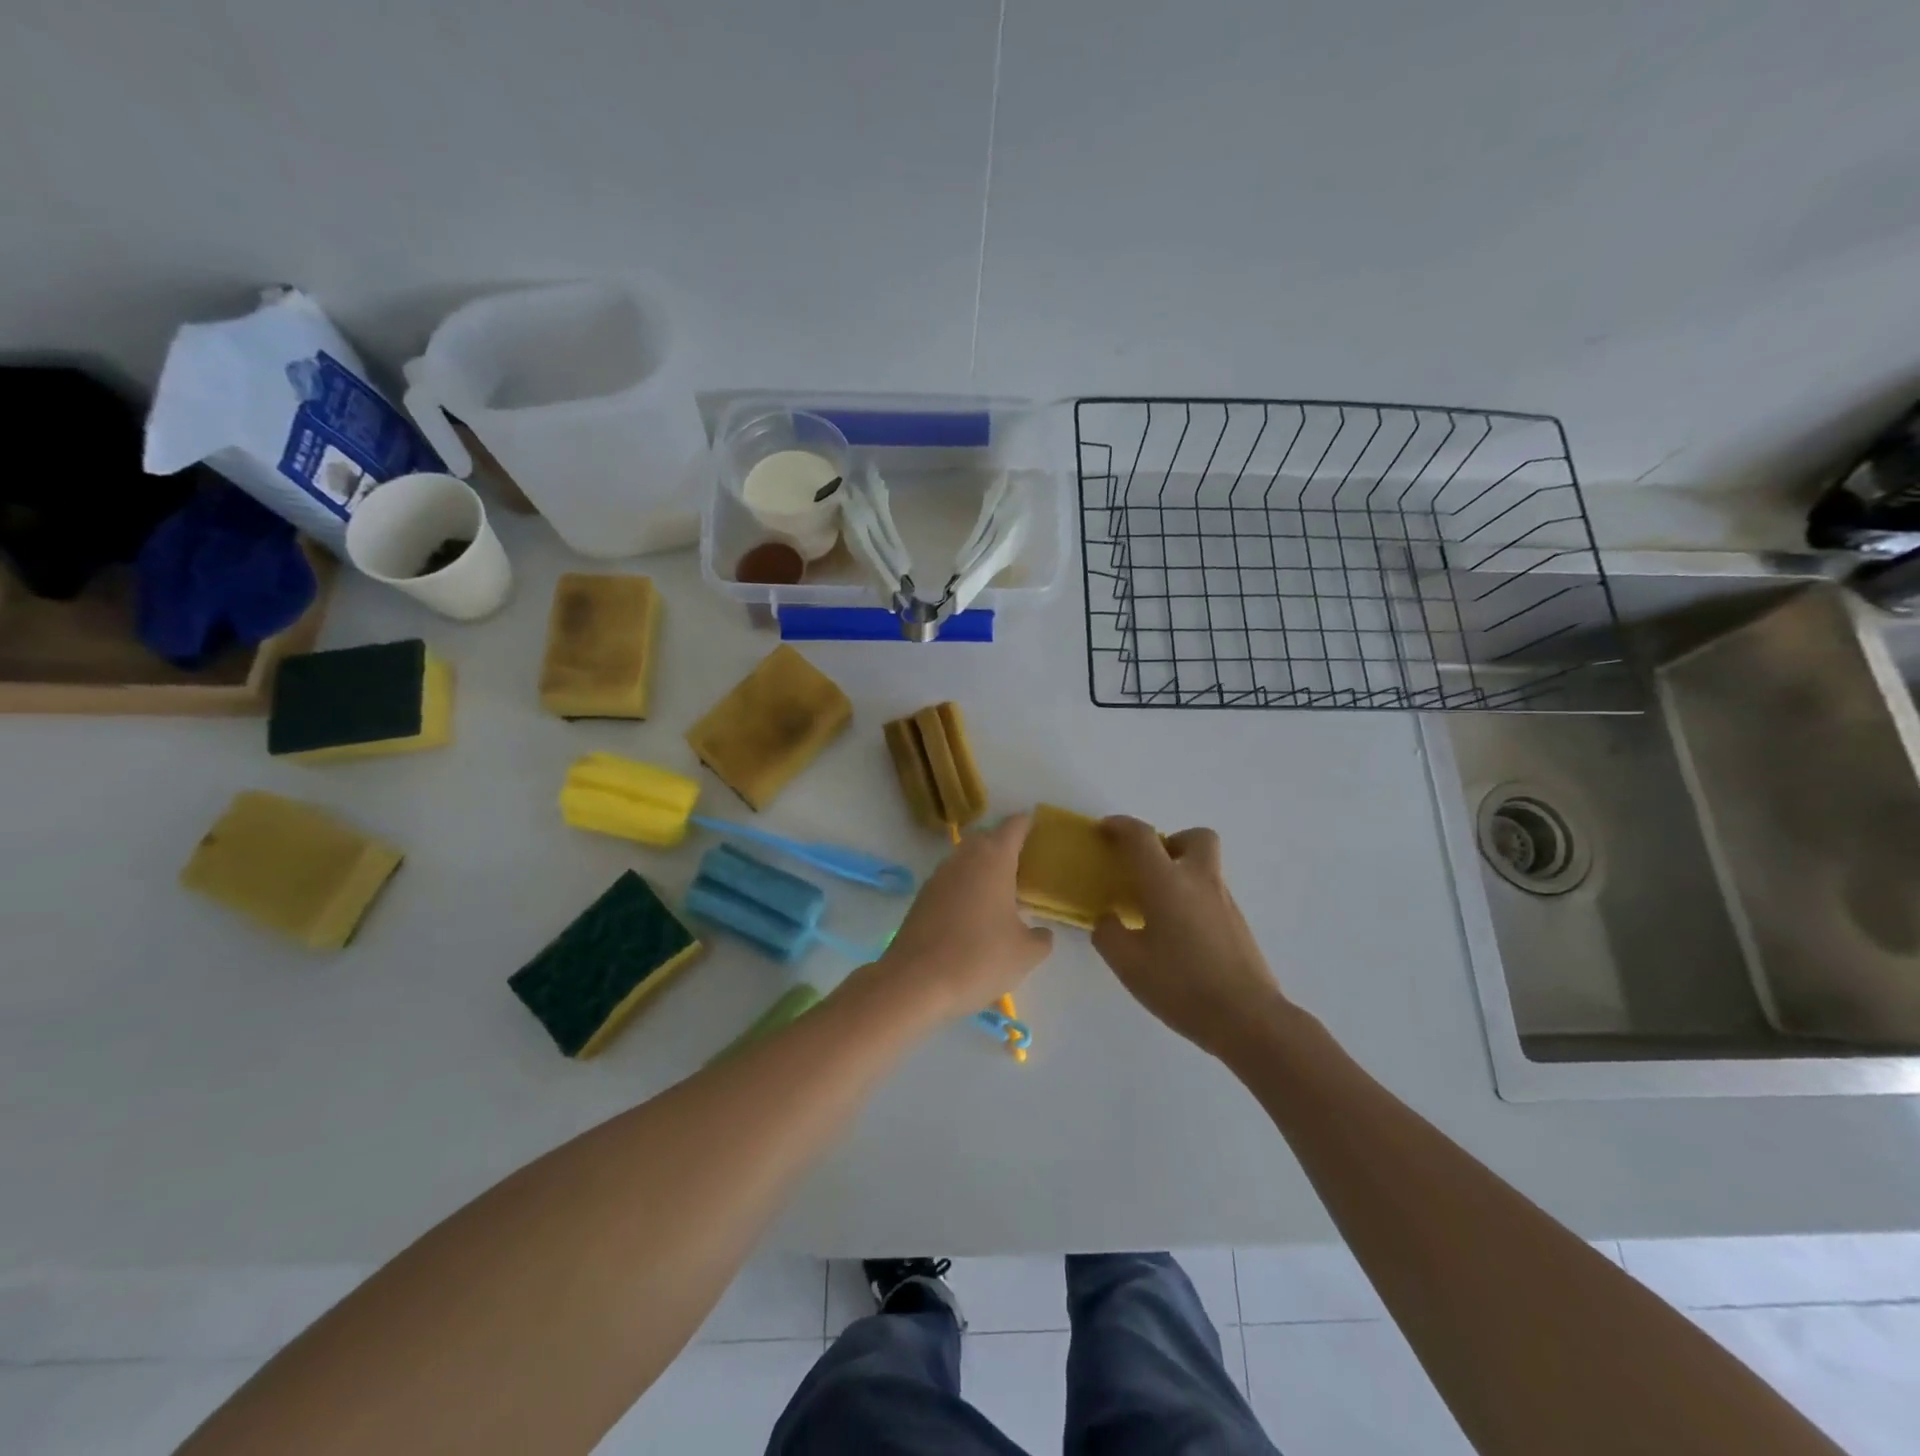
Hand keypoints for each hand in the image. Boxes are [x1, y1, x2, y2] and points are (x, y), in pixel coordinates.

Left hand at [874, 814, 1053, 1020]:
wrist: (915, 982)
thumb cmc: (979, 959)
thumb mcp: (1025, 954)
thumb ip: (1041, 938)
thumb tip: (1041, 933)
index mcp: (993, 859)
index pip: (1014, 826)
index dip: (1028, 824)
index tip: (1040, 828)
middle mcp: (963, 858)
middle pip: (987, 839)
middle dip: (1005, 846)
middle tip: (1026, 866)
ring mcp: (938, 876)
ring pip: (966, 860)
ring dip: (983, 869)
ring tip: (1003, 892)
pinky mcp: (922, 898)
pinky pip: (951, 882)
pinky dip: (966, 888)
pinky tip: (976, 914)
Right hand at [1092, 818, 1287, 1056]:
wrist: (1248, 1019)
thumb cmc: (1181, 985)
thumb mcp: (1128, 963)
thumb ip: (1109, 934)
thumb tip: (1109, 920)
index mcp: (1167, 882)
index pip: (1141, 837)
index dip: (1121, 826)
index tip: (1106, 830)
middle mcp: (1199, 881)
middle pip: (1194, 837)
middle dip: (1171, 842)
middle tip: (1150, 869)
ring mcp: (1225, 902)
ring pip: (1205, 868)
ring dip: (1182, 874)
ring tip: (1159, 911)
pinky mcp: (1239, 925)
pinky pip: (1212, 896)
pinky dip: (1194, 901)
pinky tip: (1180, 937)